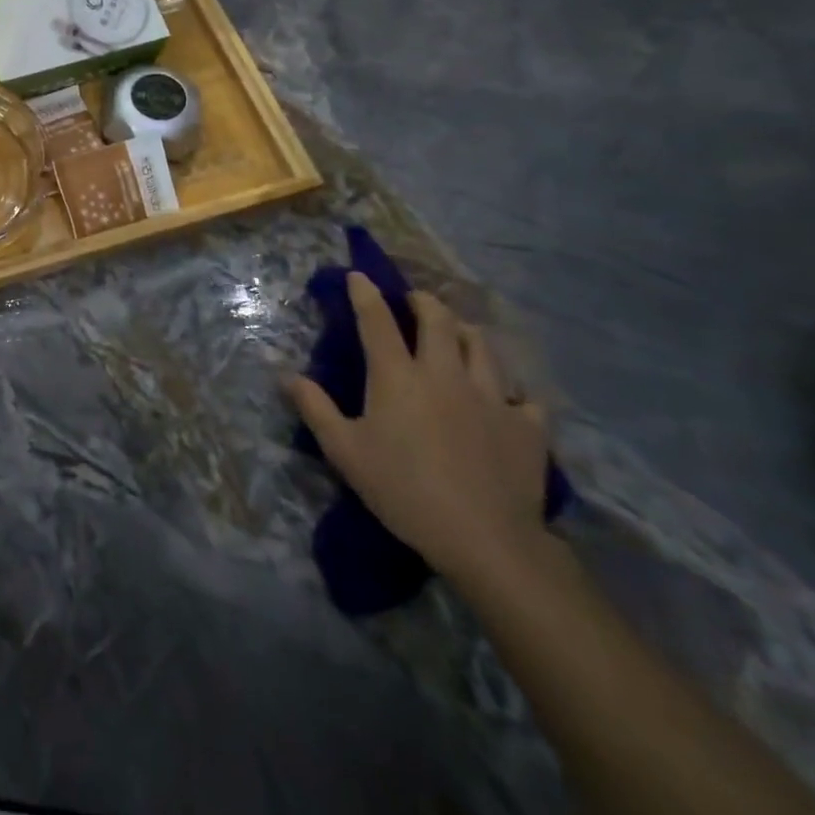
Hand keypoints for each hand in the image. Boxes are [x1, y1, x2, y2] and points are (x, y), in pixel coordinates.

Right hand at [289, 273, 553, 588]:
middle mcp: (444, 373)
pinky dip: (511, 389)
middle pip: (439, 320)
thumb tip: (287, 375)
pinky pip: (522, 395)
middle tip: (415, 300)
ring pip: (482, 346)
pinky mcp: (527, 425)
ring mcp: (491, 397)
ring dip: (465, 332)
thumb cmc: (403, 489)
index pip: (377, 321)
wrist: (486, 538)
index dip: (365, 294)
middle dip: (424, 301)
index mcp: (397, 376)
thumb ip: (315, 408)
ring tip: (458, 333)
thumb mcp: (344, 451)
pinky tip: (506, 398)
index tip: (359, 276)